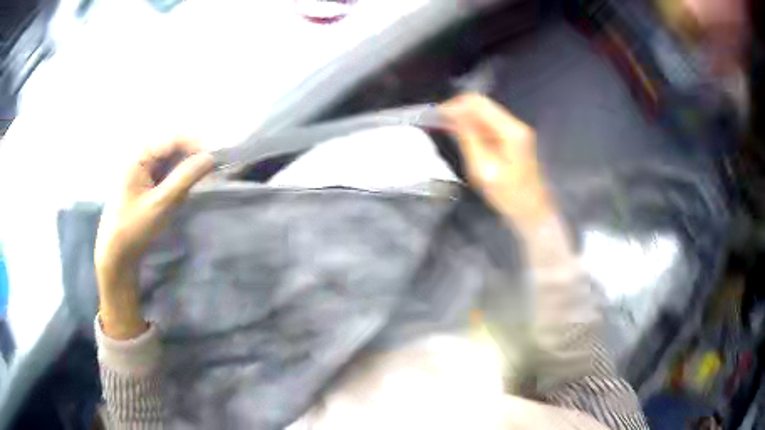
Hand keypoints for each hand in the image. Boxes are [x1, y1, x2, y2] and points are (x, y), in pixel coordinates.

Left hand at [95, 139, 212, 338]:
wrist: (115, 253)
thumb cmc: (134, 228)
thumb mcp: (161, 203)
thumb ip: (185, 178)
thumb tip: (210, 158)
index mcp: (138, 155)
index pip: (172, 138)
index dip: (194, 145)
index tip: (213, 162)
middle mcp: (139, 155)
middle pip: (171, 146)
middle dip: (188, 160)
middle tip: (202, 179)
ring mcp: (141, 167)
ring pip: (169, 159)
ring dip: (181, 172)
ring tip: (183, 194)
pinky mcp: (143, 180)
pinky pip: (164, 171)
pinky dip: (174, 181)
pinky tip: (173, 198)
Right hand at [441, 94, 554, 227]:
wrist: (533, 212)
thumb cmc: (509, 195)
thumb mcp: (484, 169)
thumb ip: (468, 138)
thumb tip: (452, 115)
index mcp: (510, 130)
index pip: (478, 103)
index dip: (454, 105)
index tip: (436, 116)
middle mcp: (515, 124)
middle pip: (482, 104)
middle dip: (458, 109)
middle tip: (438, 121)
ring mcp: (516, 130)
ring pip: (484, 112)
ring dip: (465, 117)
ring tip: (446, 128)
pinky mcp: (513, 138)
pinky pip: (489, 123)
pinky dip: (473, 126)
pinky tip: (462, 135)